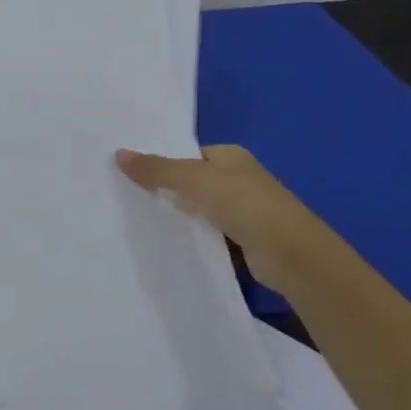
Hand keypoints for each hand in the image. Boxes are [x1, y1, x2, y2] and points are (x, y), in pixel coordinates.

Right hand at [115, 143, 332, 290]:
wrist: (292, 255)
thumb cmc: (245, 204)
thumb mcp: (195, 180)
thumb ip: (158, 169)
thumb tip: (118, 154)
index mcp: (230, 155)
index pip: (188, 154)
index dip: (162, 161)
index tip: (130, 172)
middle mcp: (238, 178)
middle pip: (192, 180)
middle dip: (166, 188)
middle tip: (127, 195)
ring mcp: (243, 210)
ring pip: (198, 208)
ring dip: (178, 214)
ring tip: (138, 217)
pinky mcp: (243, 239)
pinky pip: (207, 232)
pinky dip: (191, 235)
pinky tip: (168, 240)